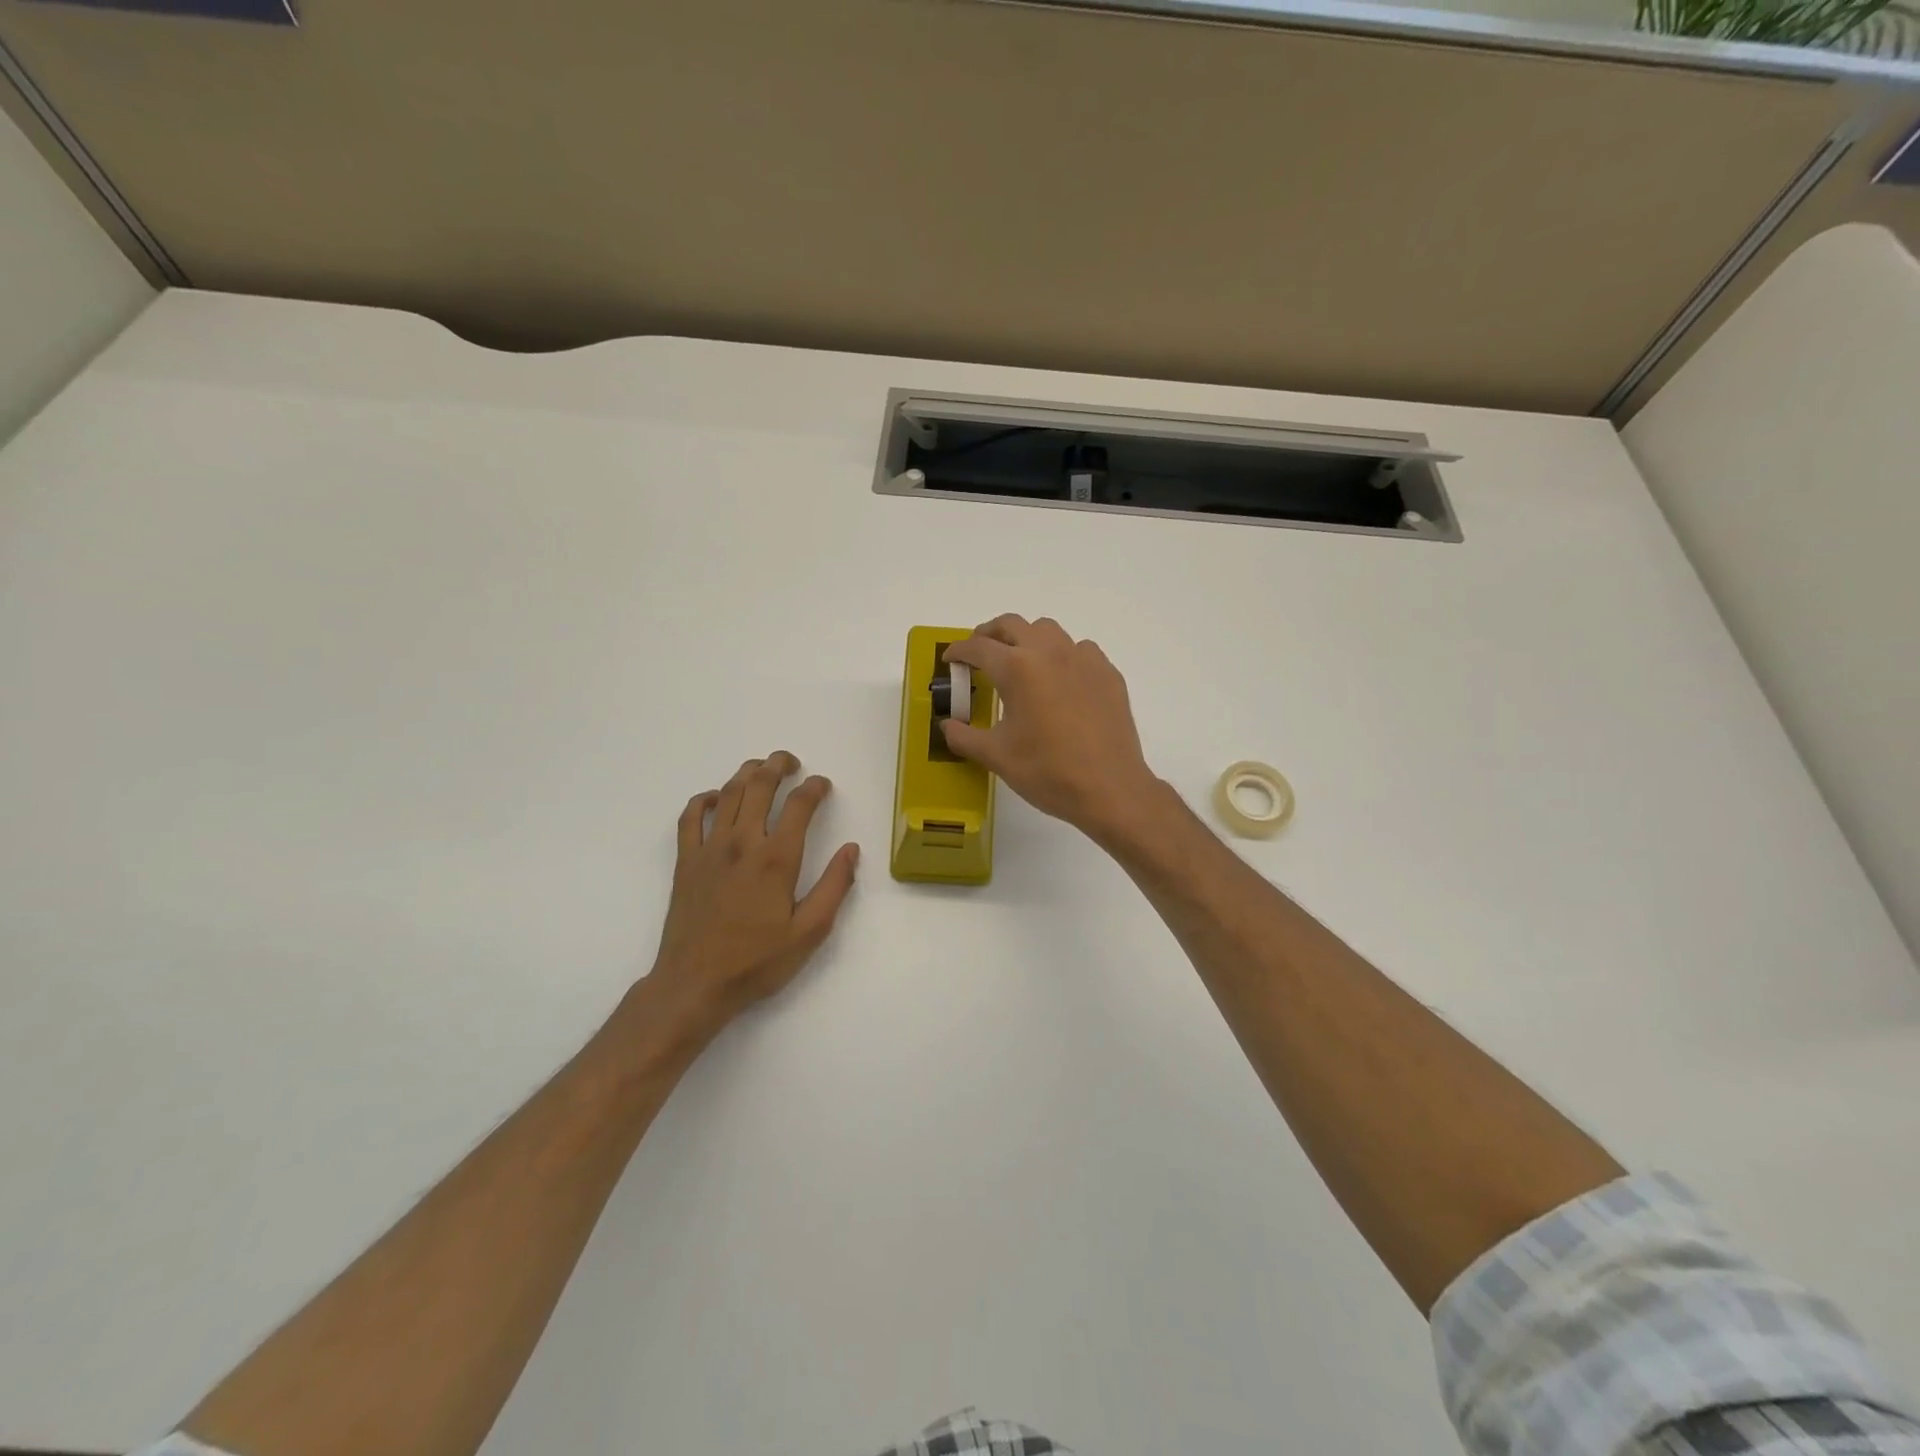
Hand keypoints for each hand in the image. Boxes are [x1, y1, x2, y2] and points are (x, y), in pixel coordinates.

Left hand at [647, 752, 859, 1036]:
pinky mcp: (686, 861)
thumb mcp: (809, 932)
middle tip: (791, 762)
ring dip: (747, 773)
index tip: (824, 785)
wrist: (694, 984)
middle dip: (779, 765)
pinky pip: (690, 817)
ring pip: (728, 793)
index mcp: (776, 859)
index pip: (800, 805)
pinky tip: (716, 799)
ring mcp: (709, 849)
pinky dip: (705, 800)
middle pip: (760, 785)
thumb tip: (851, 849)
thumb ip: (834, 886)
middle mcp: (742, 843)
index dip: (815, 788)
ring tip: (762, 768)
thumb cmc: (757, 962)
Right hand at [942, 615, 1161, 843]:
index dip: (958, 651)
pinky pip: (1079, 650)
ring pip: (1048, 630)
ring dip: (1027, 639)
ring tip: (1020, 663)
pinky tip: (1060, 682)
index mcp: (1017, 668)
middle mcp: (1050, 652)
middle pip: (1012, 624)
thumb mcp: (996, 756)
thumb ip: (963, 736)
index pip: (978, 647)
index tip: (950, 660)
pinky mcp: (1108, 674)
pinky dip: (1062, 655)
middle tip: (979, 655)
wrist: (1110, 789)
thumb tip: (947, 725)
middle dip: (989, 634)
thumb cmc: (1047, 771)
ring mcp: (1083, 659)